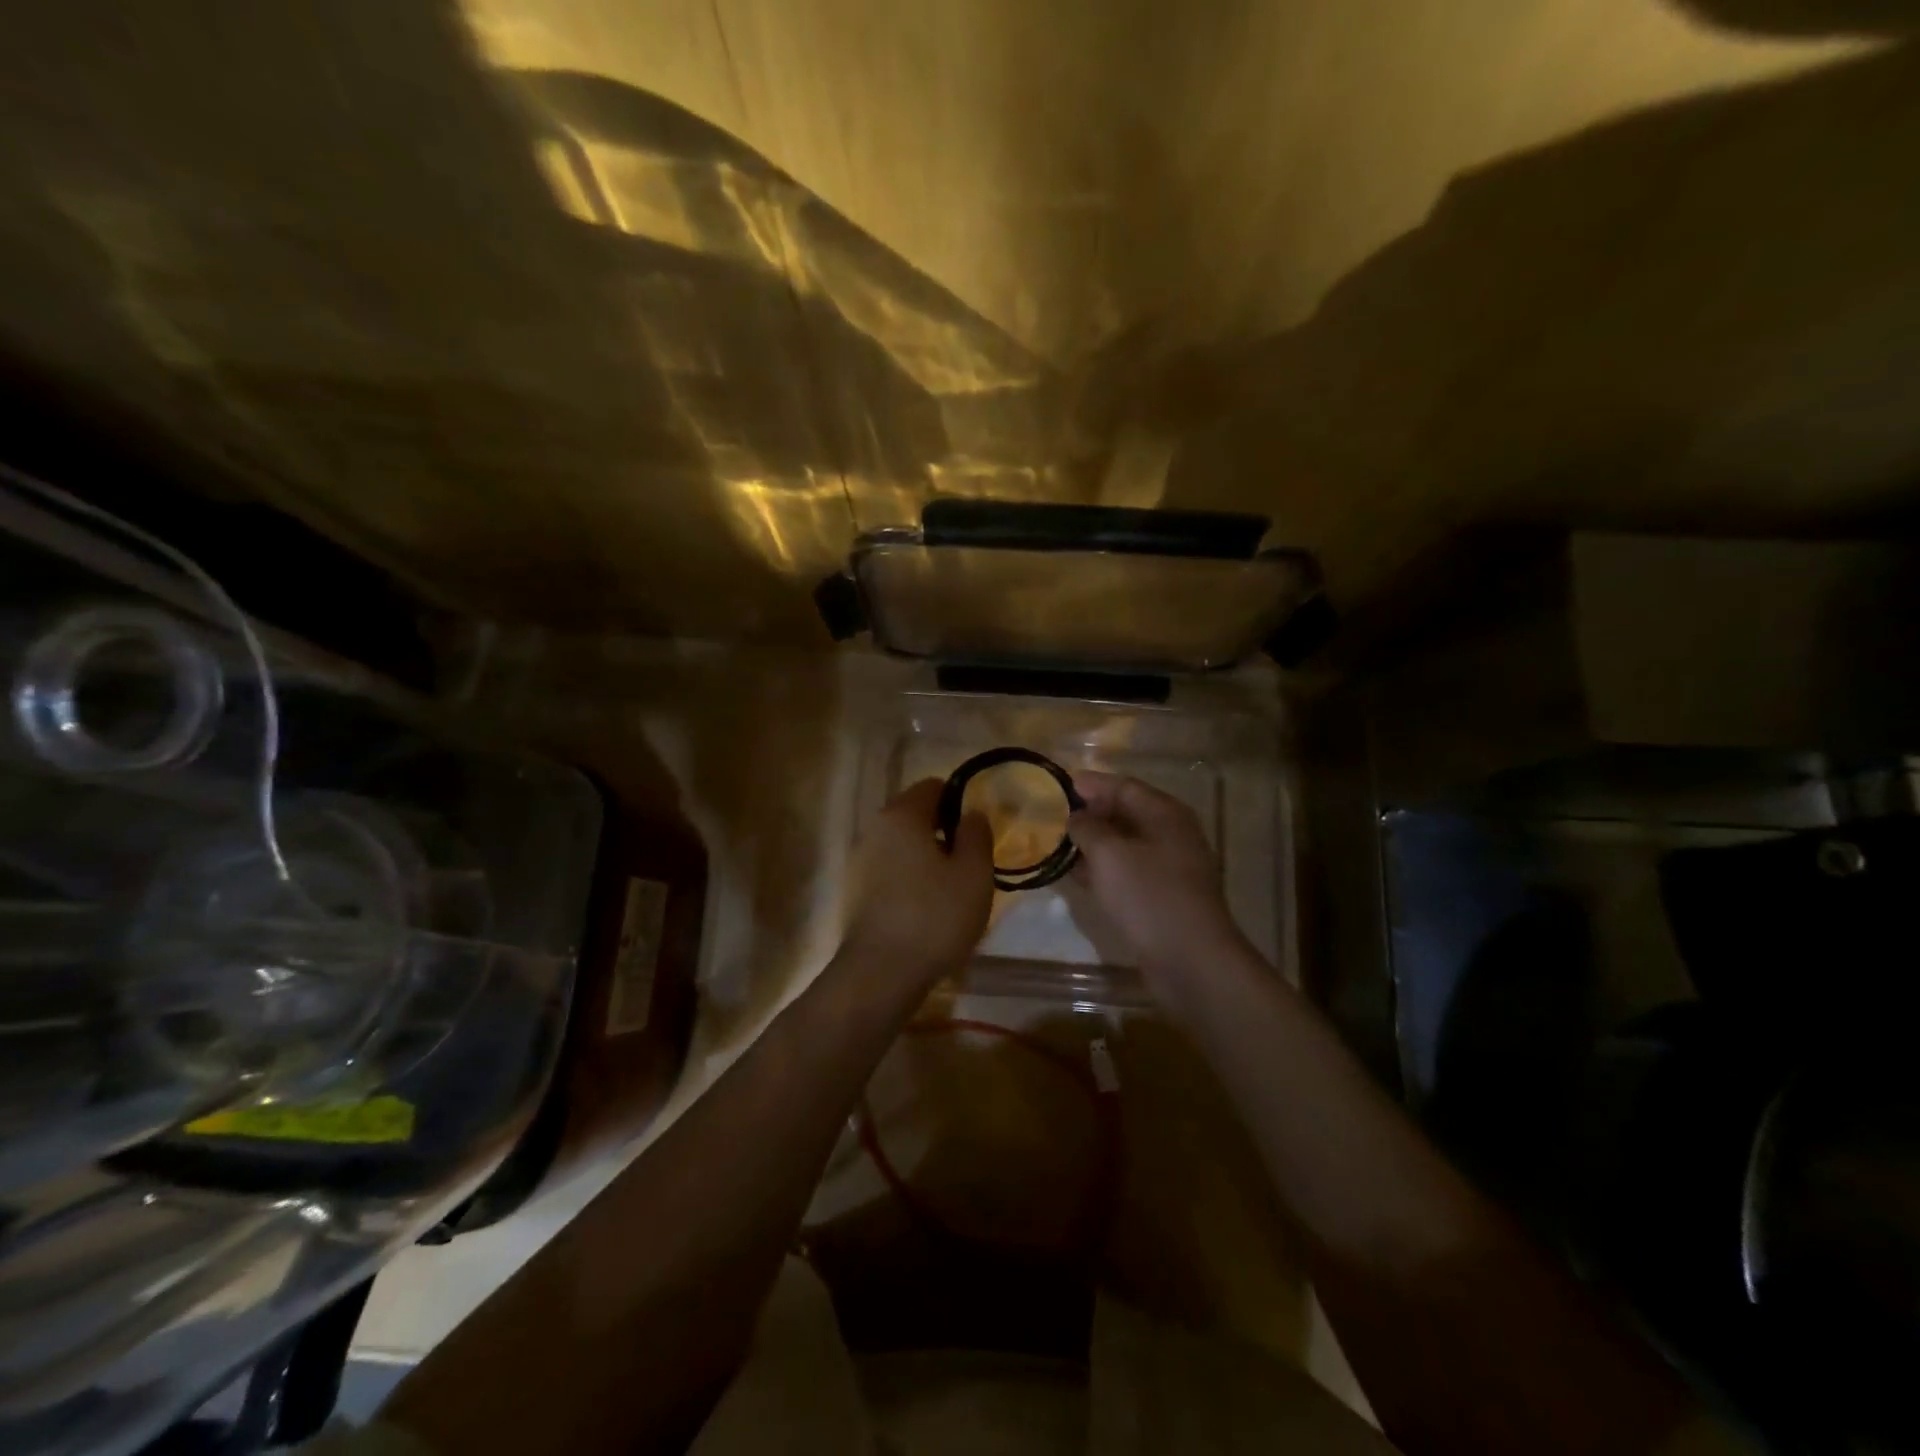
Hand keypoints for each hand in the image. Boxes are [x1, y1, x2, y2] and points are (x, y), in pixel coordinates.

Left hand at [844, 778, 993, 979]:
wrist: (880, 973)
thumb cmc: (934, 916)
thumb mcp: (974, 873)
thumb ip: (977, 834)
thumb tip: (971, 814)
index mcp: (901, 814)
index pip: (933, 786)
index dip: (959, 801)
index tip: (977, 830)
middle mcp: (874, 829)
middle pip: (914, 814)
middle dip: (943, 830)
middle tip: (969, 861)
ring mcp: (859, 861)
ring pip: (901, 845)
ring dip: (926, 856)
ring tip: (950, 888)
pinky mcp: (855, 891)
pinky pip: (889, 870)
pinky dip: (909, 878)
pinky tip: (926, 908)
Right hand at [1067, 771, 1247, 1003]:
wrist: (1191, 961)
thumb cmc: (1149, 896)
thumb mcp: (1109, 854)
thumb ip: (1087, 827)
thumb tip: (1075, 816)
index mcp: (1165, 814)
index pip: (1124, 786)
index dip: (1091, 784)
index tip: (1059, 784)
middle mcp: (1171, 835)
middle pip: (1126, 813)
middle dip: (1090, 813)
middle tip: (1053, 815)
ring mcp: (1170, 868)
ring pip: (1125, 844)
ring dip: (1093, 843)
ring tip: (1057, 843)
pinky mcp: (1163, 897)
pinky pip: (1127, 871)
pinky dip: (1103, 868)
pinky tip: (1077, 875)